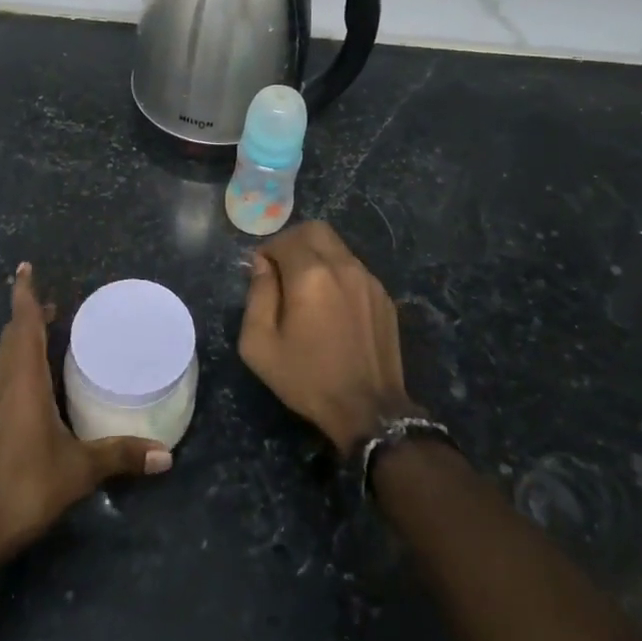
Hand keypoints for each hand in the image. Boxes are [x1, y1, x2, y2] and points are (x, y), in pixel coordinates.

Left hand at [0, 264, 171, 568]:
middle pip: (11, 335)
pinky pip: (0, 376)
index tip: (24, 268)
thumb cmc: (26, 487)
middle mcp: (1, 383)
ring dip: (21, 338)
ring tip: (46, 334)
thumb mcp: (79, 470)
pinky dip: (16, 362)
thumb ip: (121, 456)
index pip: (22, 324)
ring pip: (3, 356)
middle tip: (55, 305)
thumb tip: (166, 455)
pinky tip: (33, 381)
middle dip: (29, 315)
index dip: (24, 294)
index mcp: (23, 381)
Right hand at [239, 222, 416, 454]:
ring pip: (338, 247)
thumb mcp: (260, 344)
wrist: (368, 410)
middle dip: (293, 242)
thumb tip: (261, 265)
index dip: (267, 251)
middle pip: (315, 230)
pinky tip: (331, 308)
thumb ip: (257, 295)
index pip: (285, 239)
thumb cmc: (307, 378)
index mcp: (311, 275)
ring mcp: (369, 280)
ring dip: (317, 257)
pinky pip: (354, 269)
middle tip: (281, 271)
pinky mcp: (384, 297)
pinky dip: (337, 275)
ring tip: (307, 292)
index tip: (260, 273)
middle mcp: (343, 267)